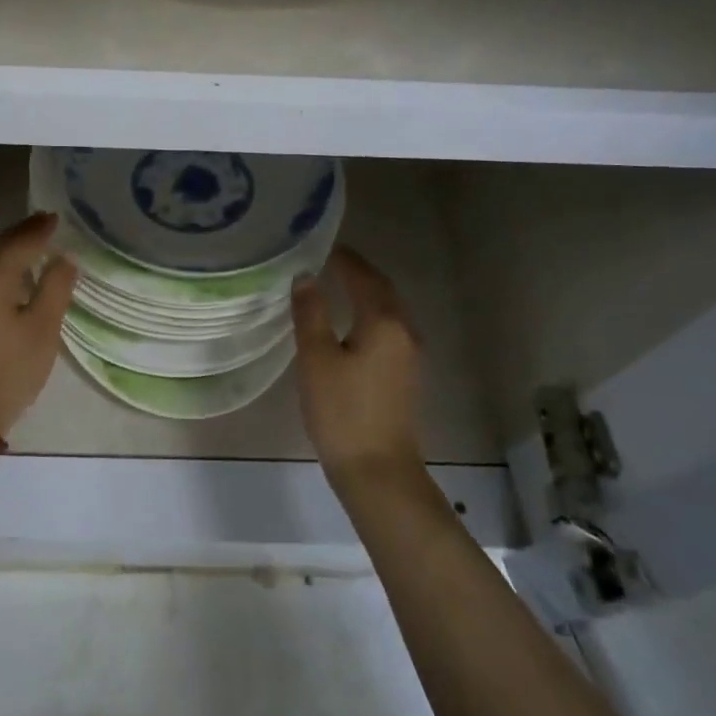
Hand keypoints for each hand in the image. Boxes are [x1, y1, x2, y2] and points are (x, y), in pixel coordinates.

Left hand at [0, 211, 77, 434]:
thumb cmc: (6, 370)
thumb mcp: (42, 330)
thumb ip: (55, 289)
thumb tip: (65, 258)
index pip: (20, 242)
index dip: (40, 230)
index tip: (56, 218)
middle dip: (21, 234)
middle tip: (45, 226)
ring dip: (8, 252)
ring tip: (33, 249)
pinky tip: (12, 280)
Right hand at [292, 247, 423, 484]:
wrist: (377, 469)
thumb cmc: (342, 411)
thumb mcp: (316, 358)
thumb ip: (311, 314)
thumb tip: (305, 277)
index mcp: (383, 322)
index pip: (364, 278)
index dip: (345, 260)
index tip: (323, 246)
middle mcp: (404, 332)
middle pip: (383, 291)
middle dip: (359, 273)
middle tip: (331, 261)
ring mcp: (410, 355)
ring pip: (389, 311)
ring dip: (367, 293)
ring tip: (339, 285)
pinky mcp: (405, 375)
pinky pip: (389, 330)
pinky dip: (371, 315)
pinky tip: (353, 324)